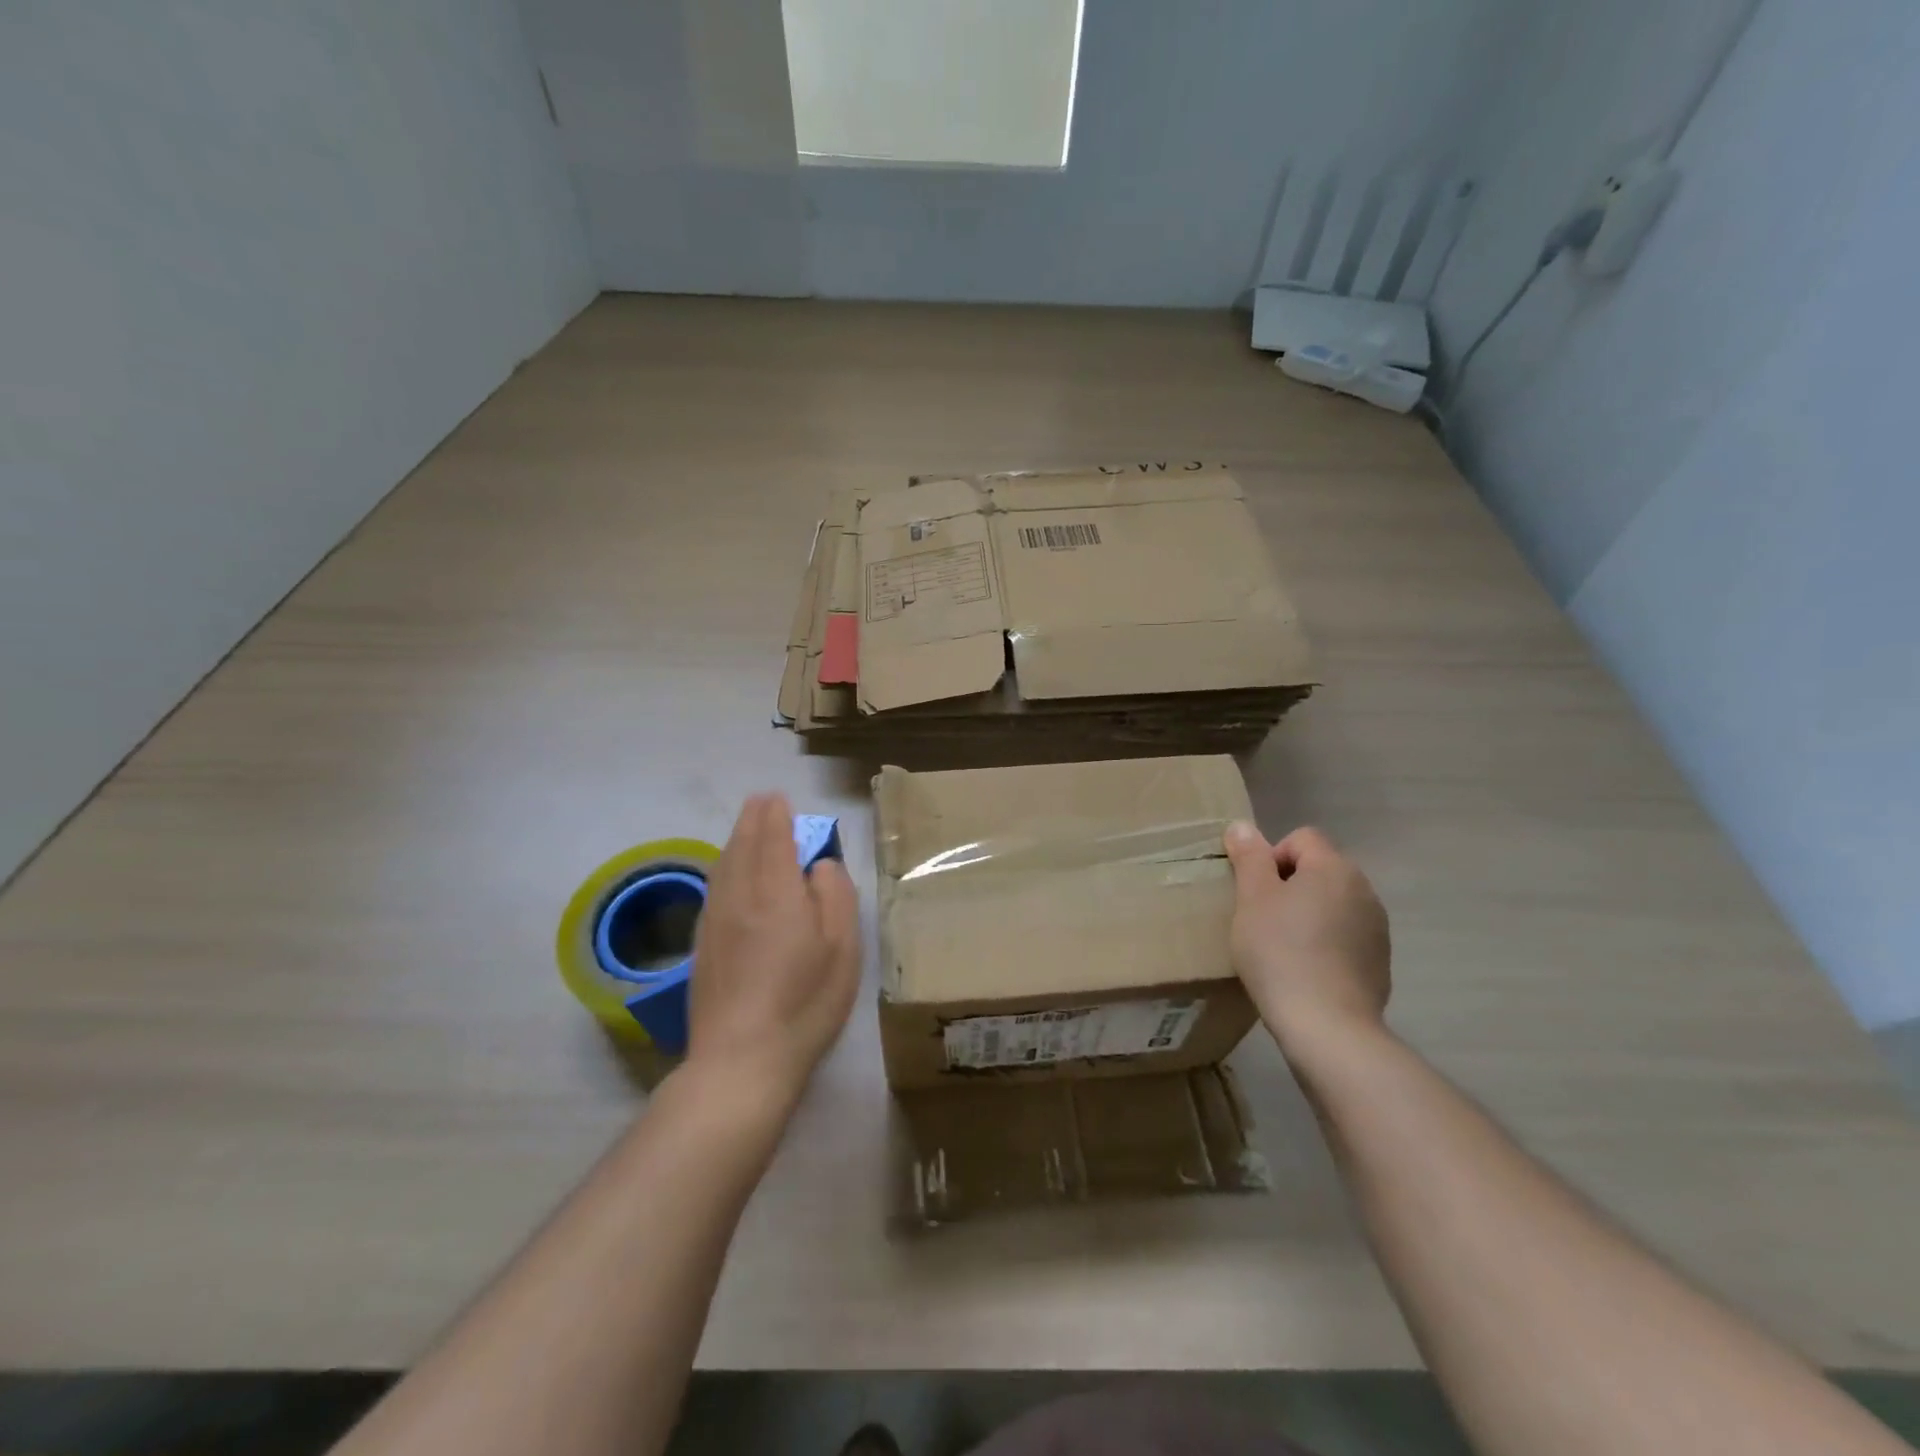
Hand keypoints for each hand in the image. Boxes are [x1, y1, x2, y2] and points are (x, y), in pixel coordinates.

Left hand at [686, 793, 861, 1115]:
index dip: (776, 815)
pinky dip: (723, 867)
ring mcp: (714, 920)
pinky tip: (727, 874)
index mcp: (777, 892)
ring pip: (722, 865)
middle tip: (762, 802)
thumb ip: (834, 895)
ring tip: (747, 829)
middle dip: (752, 819)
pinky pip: (713, 888)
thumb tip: (820, 865)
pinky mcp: (701, 945)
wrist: (740, 1060)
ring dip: (735, 840)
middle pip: (742, 845)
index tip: (778, 798)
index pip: (773, 838)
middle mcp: (739, 896)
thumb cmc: (804, 1002)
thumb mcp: (842, 948)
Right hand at [1223, 822, 1390, 1055]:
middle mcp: (1364, 890)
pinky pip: (1345, 935)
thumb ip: (1249, 857)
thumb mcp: (1252, 899)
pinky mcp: (1380, 962)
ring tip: (1282, 947)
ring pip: (1332, 903)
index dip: (1271, 856)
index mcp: (1334, 868)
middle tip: (1261, 918)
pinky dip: (1325, 942)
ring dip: (1308, 914)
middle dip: (1289, 885)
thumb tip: (1242, 826)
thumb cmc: (1280, 952)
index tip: (1254, 892)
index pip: (1301, 837)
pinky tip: (1305, 970)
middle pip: (1319, 869)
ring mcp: (1377, 928)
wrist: (1327, 1026)